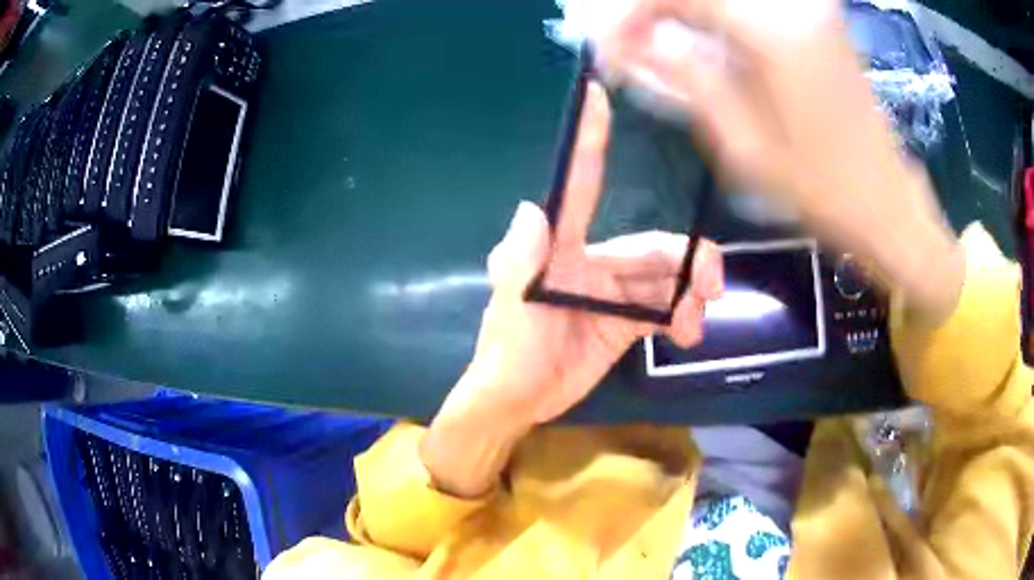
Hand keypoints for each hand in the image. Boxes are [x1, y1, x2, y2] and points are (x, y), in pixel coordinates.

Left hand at [421, 81, 723, 496]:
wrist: (520, 403)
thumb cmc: (508, 354)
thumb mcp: (512, 311)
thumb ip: (520, 263)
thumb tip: (530, 207)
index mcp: (560, 248)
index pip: (580, 186)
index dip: (590, 142)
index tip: (598, 97)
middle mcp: (590, 261)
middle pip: (649, 247)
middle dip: (685, 260)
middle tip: (712, 285)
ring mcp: (611, 293)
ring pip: (663, 279)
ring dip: (687, 295)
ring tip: (696, 323)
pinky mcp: (624, 322)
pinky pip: (662, 309)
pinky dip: (680, 317)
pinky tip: (687, 334)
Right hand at [600, 0, 963, 321]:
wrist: (887, 201)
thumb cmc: (821, 189)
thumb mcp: (744, 148)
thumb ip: (687, 80)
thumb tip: (637, 44)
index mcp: (772, 32)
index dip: (631, 14)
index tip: (610, 49)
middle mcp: (792, 5)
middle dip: (654, 10)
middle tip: (632, 45)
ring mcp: (810, 8)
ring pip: (726, 0)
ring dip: (685, 14)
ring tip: (662, 46)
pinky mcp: (818, 19)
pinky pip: (752, 6)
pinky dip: (716, 17)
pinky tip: (705, 41)